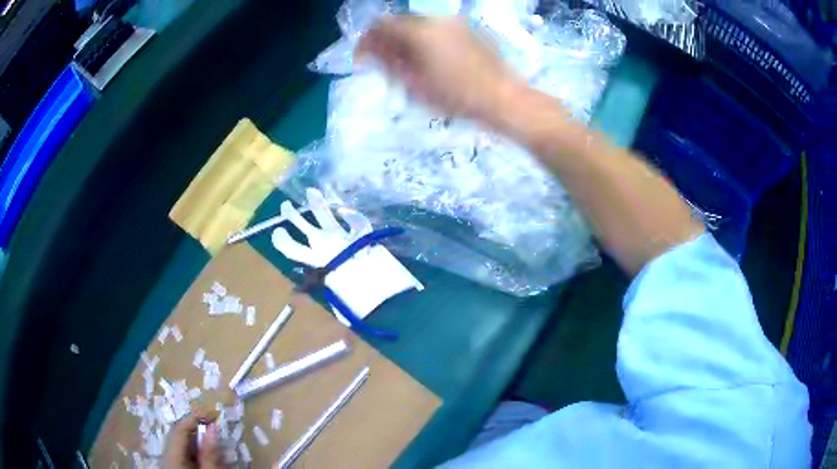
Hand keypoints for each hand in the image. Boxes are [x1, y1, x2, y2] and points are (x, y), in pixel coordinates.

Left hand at [162, 414, 224, 468]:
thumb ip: (210, 452)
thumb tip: (213, 427)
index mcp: (172, 456)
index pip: (179, 428)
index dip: (194, 418)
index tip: (212, 415)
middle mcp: (166, 456)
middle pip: (178, 436)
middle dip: (197, 432)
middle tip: (216, 432)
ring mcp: (168, 463)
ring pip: (180, 446)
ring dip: (197, 444)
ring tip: (215, 449)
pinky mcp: (173, 468)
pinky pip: (182, 455)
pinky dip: (195, 454)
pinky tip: (206, 460)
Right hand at [356, 15, 524, 124]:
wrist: (502, 97)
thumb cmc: (456, 95)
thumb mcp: (414, 82)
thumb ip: (388, 61)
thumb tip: (370, 49)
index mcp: (418, 31)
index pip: (380, 25)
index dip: (366, 41)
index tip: (362, 59)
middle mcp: (435, 19)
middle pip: (399, 21)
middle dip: (386, 39)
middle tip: (383, 63)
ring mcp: (453, 22)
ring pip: (418, 23)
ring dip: (404, 38)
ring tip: (405, 63)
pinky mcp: (467, 29)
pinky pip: (435, 27)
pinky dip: (423, 38)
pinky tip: (428, 57)